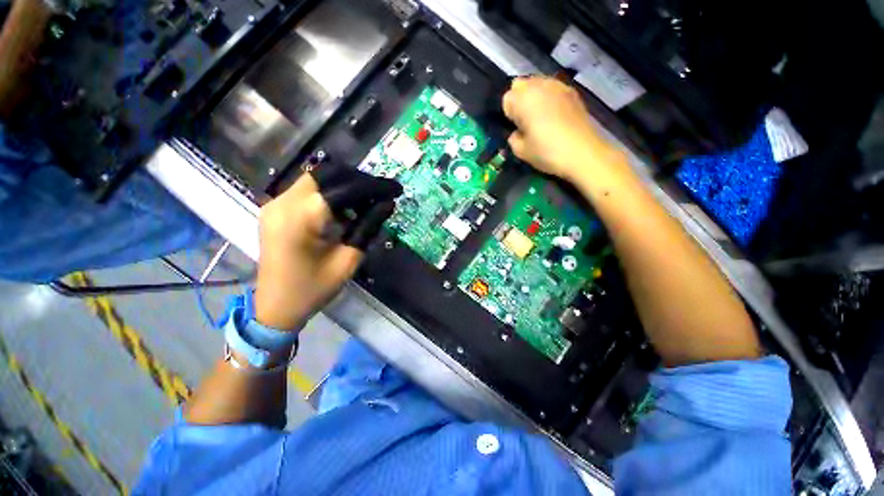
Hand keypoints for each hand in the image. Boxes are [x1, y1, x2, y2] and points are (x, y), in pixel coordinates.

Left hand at [254, 170, 398, 330]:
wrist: (275, 307)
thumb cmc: (313, 289)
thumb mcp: (348, 260)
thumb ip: (367, 227)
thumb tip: (388, 203)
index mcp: (300, 218)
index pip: (344, 188)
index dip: (374, 186)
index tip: (396, 189)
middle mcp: (283, 202)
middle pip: (328, 173)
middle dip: (360, 180)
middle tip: (381, 194)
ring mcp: (276, 203)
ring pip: (318, 178)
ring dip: (346, 185)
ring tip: (367, 203)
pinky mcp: (276, 208)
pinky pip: (308, 190)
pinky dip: (332, 193)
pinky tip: (345, 210)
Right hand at [502, 77, 621, 181]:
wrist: (583, 153)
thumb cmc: (547, 152)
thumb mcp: (521, 152)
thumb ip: (513, 138)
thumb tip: (516, 133)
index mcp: (523, 99)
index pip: (506, 99)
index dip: (509, 114)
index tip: (515, 127)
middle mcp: (539, 86)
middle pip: (520, 85)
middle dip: (519, 100)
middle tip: (524, 121)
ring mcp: (558, 86)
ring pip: (537, 83)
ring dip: (534, 97)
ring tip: (539, 117)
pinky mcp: (572, 91)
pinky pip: (553, 89)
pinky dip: (549, 98)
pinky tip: (554, 115)